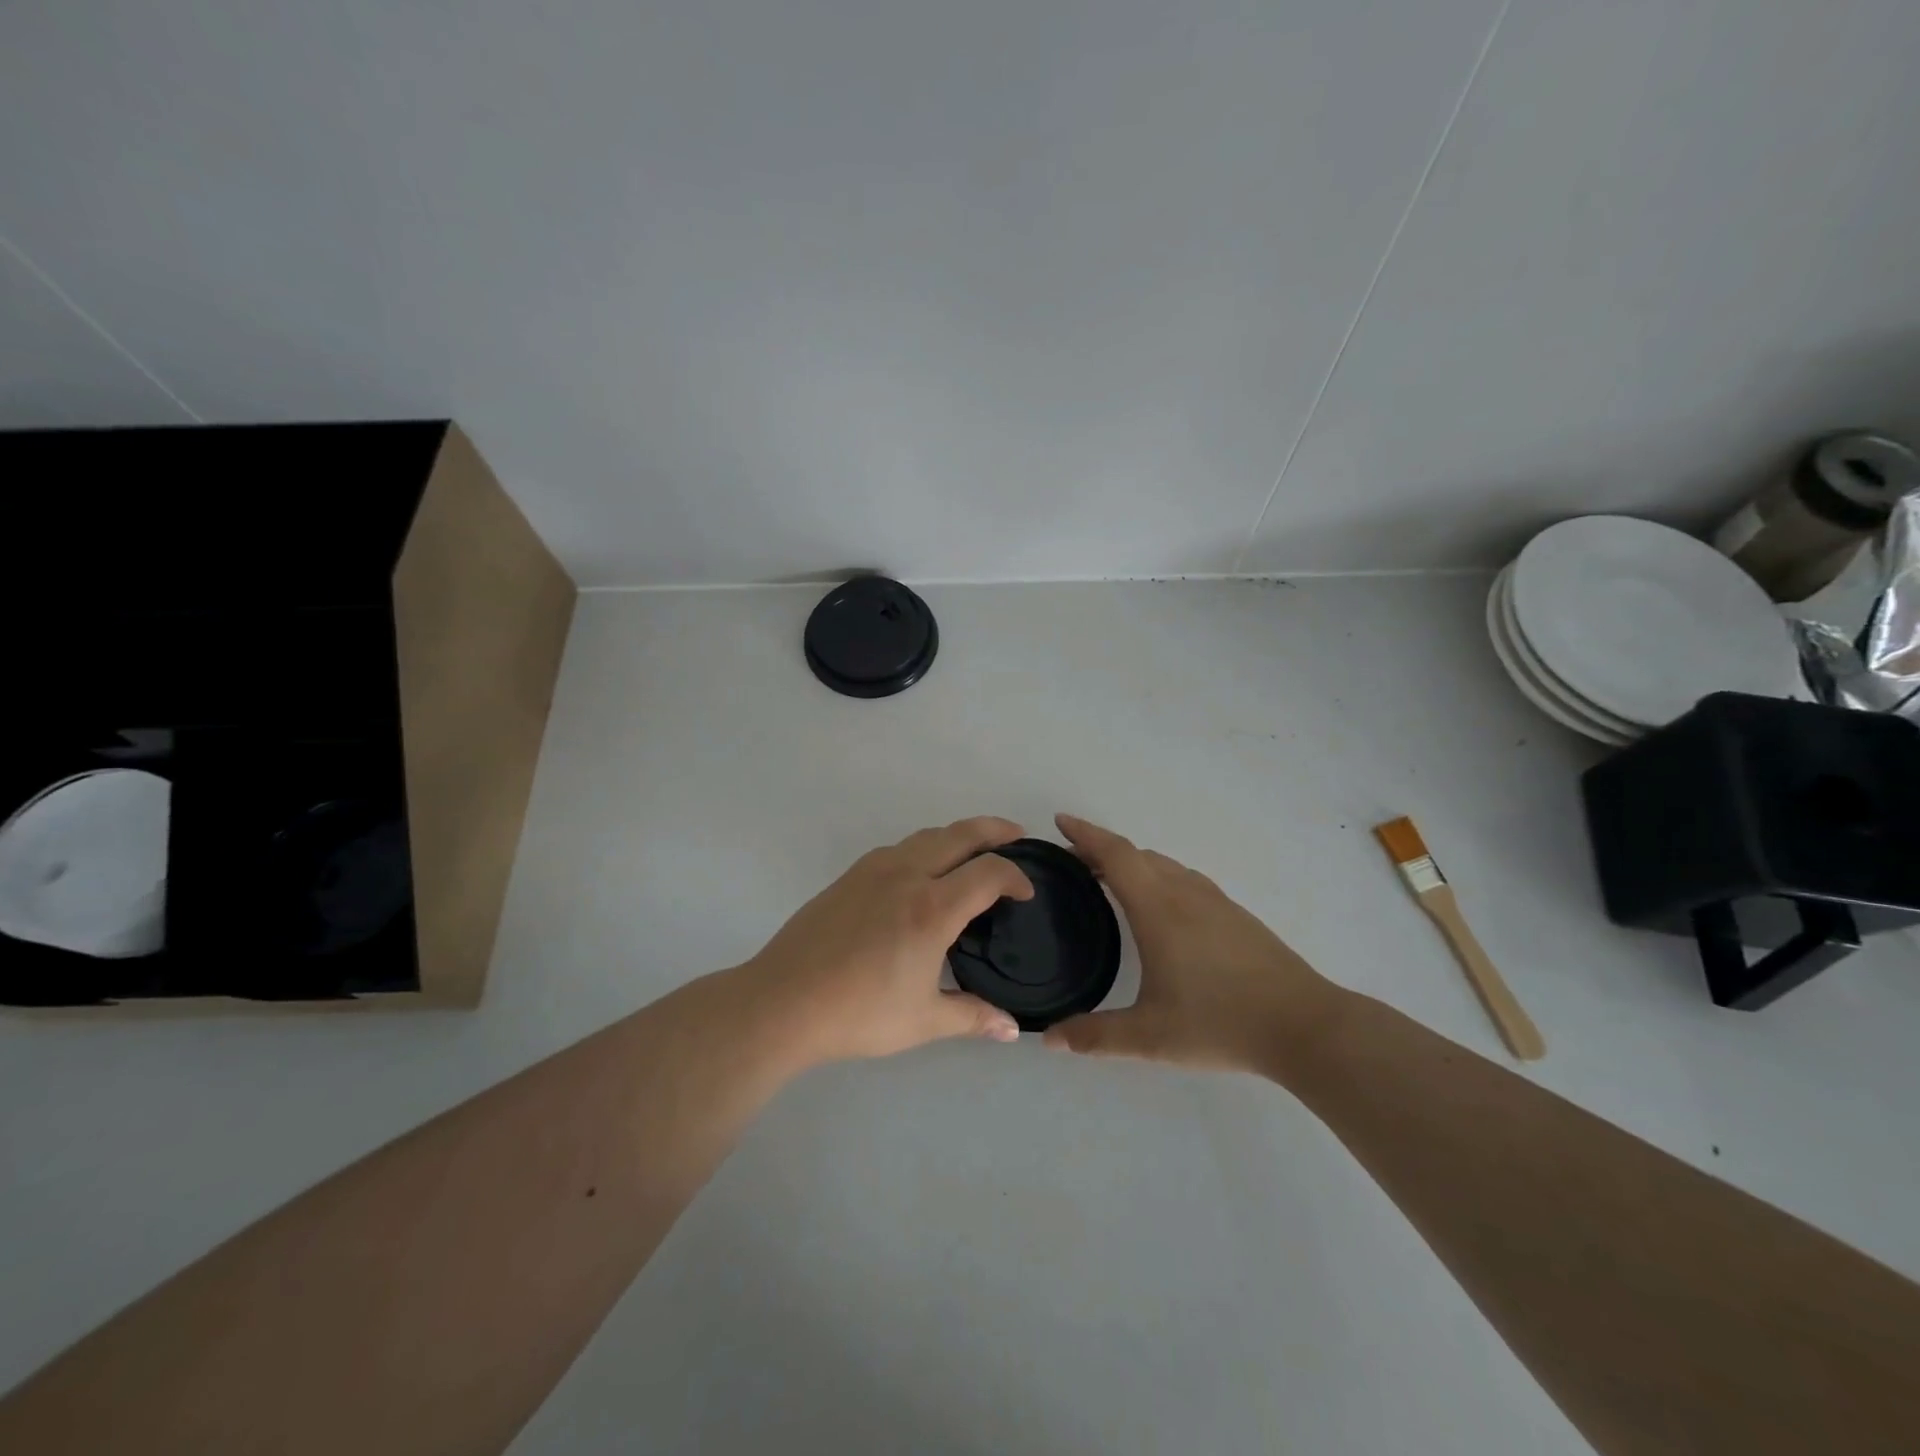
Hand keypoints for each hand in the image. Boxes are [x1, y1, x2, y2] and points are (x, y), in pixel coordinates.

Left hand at [743, 817, 1034, 1062]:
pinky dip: (925, 847)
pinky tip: (922, 872)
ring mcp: (874, 870)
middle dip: (995, 830)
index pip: (989, 872)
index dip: (1016, 876)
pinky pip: (899, 847)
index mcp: (932, 908)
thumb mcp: (923, 1021)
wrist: (784, 1001)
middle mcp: (907, 875)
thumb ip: (973, 1017)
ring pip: (927, 835)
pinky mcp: (850, 875)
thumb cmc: (859, 1012)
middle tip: (1016, 836)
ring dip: (958, 835)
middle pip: (961, 834)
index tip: (1026, 893)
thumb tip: (1012, 1030)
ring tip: (973, 853)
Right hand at [1044, 814, 1341, 1076]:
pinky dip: (1158, 877)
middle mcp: (1185, 894)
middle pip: (1137, 855)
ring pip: (1164, 865)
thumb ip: (1095, 1037)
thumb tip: (1048, 1038)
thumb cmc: (1221, 1023)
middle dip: (1101, 851)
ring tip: (1109, 882)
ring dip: (1132, 864)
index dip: (1085, 834)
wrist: (1304, 1026)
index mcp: (1158, 909)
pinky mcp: (1236, 916)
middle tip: (1073, 864)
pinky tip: (1161, 909)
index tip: (1059, 822)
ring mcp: (1215, 902)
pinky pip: (1185, 880)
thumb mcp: (1150, 1037)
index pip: (1115, 854)